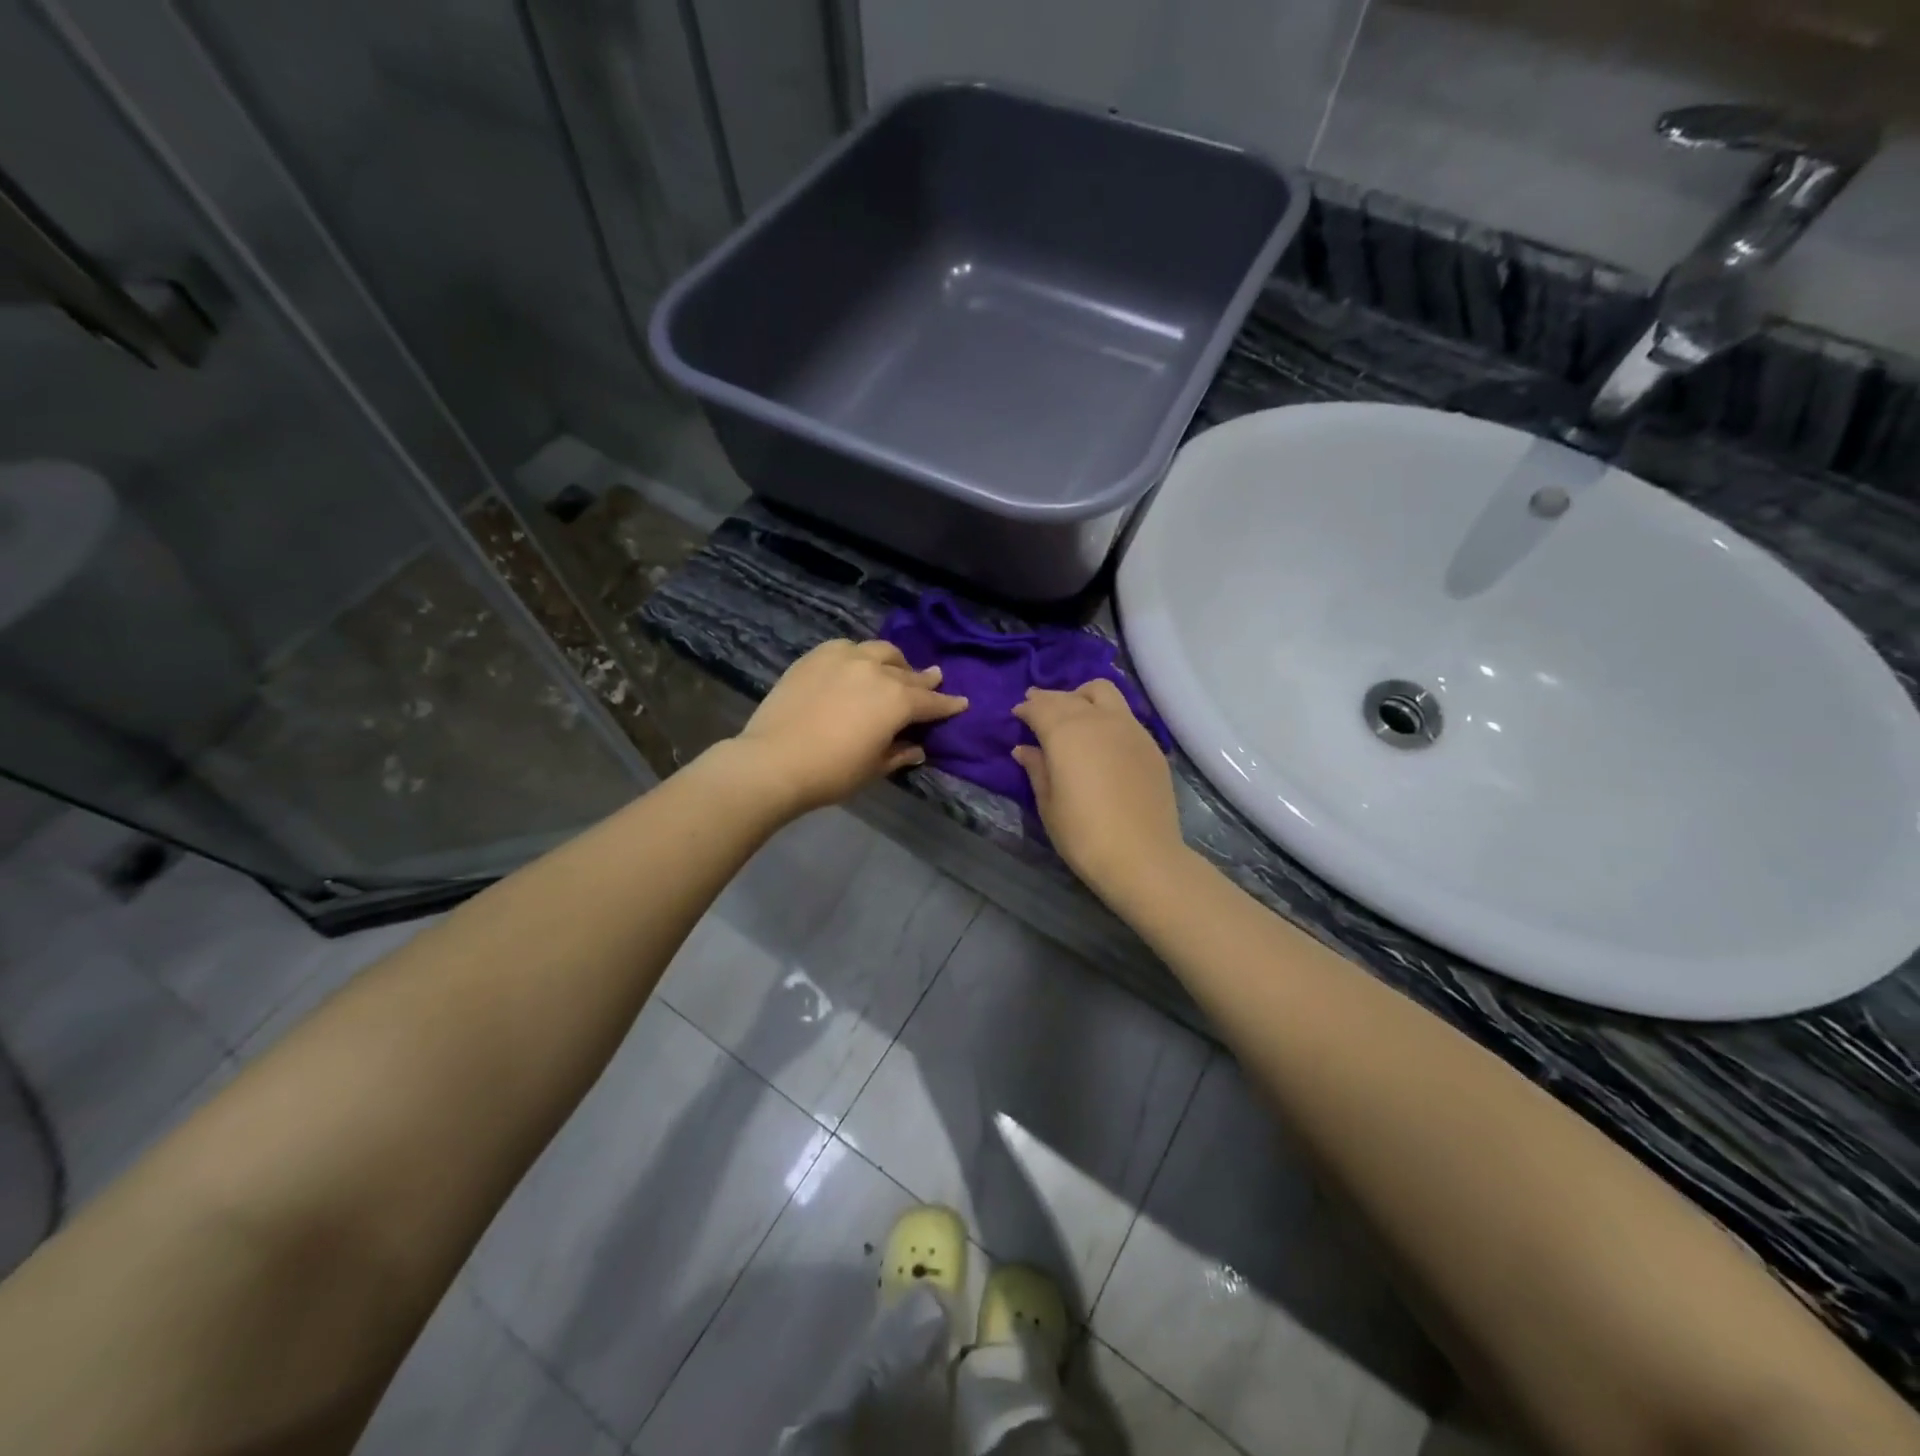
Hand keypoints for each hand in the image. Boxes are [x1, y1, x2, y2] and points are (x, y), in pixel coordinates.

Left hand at [733, 639, 967, 814]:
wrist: (773, 761)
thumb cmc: (832, 772)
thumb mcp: (874, 768)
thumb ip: (899, 753)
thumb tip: (916, 747)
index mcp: (898, 700)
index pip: (932, 702)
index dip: (948, 704)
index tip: (961, 703)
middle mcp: (877, 671)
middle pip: (908, 673)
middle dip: (923, 680)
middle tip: (932, 681)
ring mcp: (845, 658)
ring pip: (880, 651)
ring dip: (893, 662)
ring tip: (894, 670)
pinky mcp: (816, 656)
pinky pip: (847, 648)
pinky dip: (859, 655)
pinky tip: (856, 664)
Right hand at [1012, 680, 1185, 901]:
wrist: (1141, 856)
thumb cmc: (1083, 834)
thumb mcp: (1048, 803)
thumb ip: (1037, 769)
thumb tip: (1025, 749)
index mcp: (1066, 733)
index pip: (1041, 707)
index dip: (1027, 709)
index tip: (1017, 714)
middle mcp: (1098, 720)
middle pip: (1070, 696)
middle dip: (1050, 699)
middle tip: (1038, 708)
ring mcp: (1130, 728)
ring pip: (1103, 692)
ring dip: (1082, 696)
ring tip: (1073, 712)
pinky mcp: (1150, 744)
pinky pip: (1124, 713)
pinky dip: (1106, 713)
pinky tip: (1101, 735)